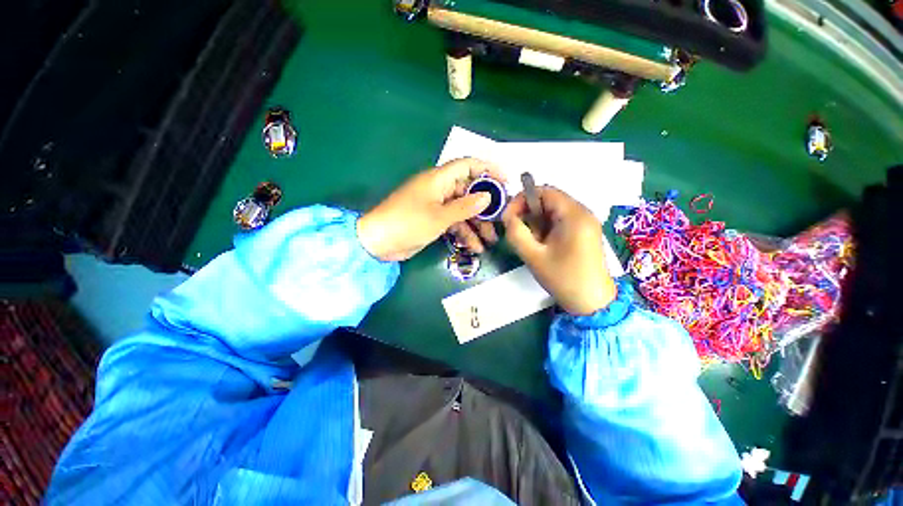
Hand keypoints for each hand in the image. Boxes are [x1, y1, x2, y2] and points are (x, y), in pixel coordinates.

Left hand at [357, 158, 504, 261]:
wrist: (379, 243)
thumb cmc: (408, 223)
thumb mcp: (439, 216)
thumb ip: (465, 206)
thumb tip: (488, 196)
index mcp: (439, 179)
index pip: (468, 165)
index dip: (488, 170)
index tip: (505, 182)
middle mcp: (439, 189)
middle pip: (469, 192)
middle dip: (485, 207)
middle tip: (500, 220)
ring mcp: (437, 206)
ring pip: (463, 211)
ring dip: (476, 225)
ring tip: (489, 241)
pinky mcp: (433, 221)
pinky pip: (454, 223)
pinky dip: (463, 233)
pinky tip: (474, 247)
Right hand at [502, 187, 615, 314]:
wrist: (592, 303)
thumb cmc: (563, 278)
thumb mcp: (533, 256)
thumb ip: (516, 233)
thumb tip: (508, 216)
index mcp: (574, 214)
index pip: (544, 191)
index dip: (521, 199)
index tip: (508, 217)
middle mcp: (583, 212)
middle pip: (549, 200)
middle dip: (528, 213)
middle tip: (519, 233)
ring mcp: (586, 222)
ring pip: (553, 211)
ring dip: (537, 222)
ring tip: (532, 243)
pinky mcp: (585, 232)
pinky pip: (560, 221)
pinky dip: (546, 228)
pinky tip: (543, 245)